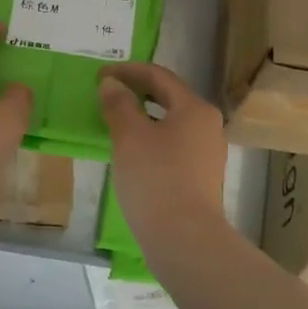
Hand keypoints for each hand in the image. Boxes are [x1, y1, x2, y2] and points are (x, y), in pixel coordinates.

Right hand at [98, 62, 227, 253]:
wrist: (184, 237)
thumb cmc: (155, 178)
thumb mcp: (129, 136)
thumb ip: (119, 104)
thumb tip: (112, 83)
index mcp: (194, 108)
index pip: (159, 76)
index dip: (127, 71)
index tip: (99, 75)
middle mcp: (207, 125)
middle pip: (169, 98)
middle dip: (137, 92)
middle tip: (107, 93)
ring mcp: (207, 153)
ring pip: (171, 123)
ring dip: (143, 116)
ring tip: (115, 121)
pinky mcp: (200, 177)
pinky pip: (173, 146)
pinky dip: (151, 139)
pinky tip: (131, 152)